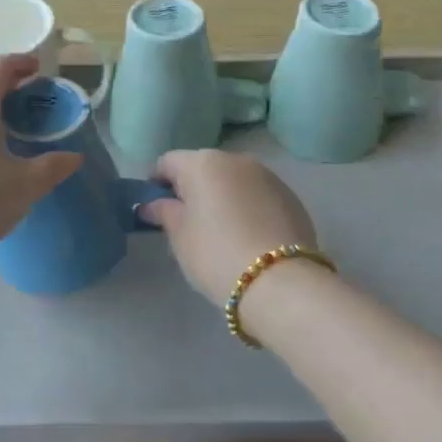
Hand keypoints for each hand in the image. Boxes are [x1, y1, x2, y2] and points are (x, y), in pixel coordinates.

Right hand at [142, 150, 319, 305]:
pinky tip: (248, 235)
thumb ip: (164, 213)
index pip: (168, 162)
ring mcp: (267, 175)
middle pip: (203, 167)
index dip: (156, 181)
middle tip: (186, 220)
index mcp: (202, 163)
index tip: (153, 206)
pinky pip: (258, 194)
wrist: (281, 282)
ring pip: (233, 179)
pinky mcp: (290, 196)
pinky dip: (247, 206)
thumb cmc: (216, 254)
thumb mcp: (180, 237)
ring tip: (220, 229)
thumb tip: (152, 204)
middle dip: (192, 188)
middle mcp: (236, 159)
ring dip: (223, 195)